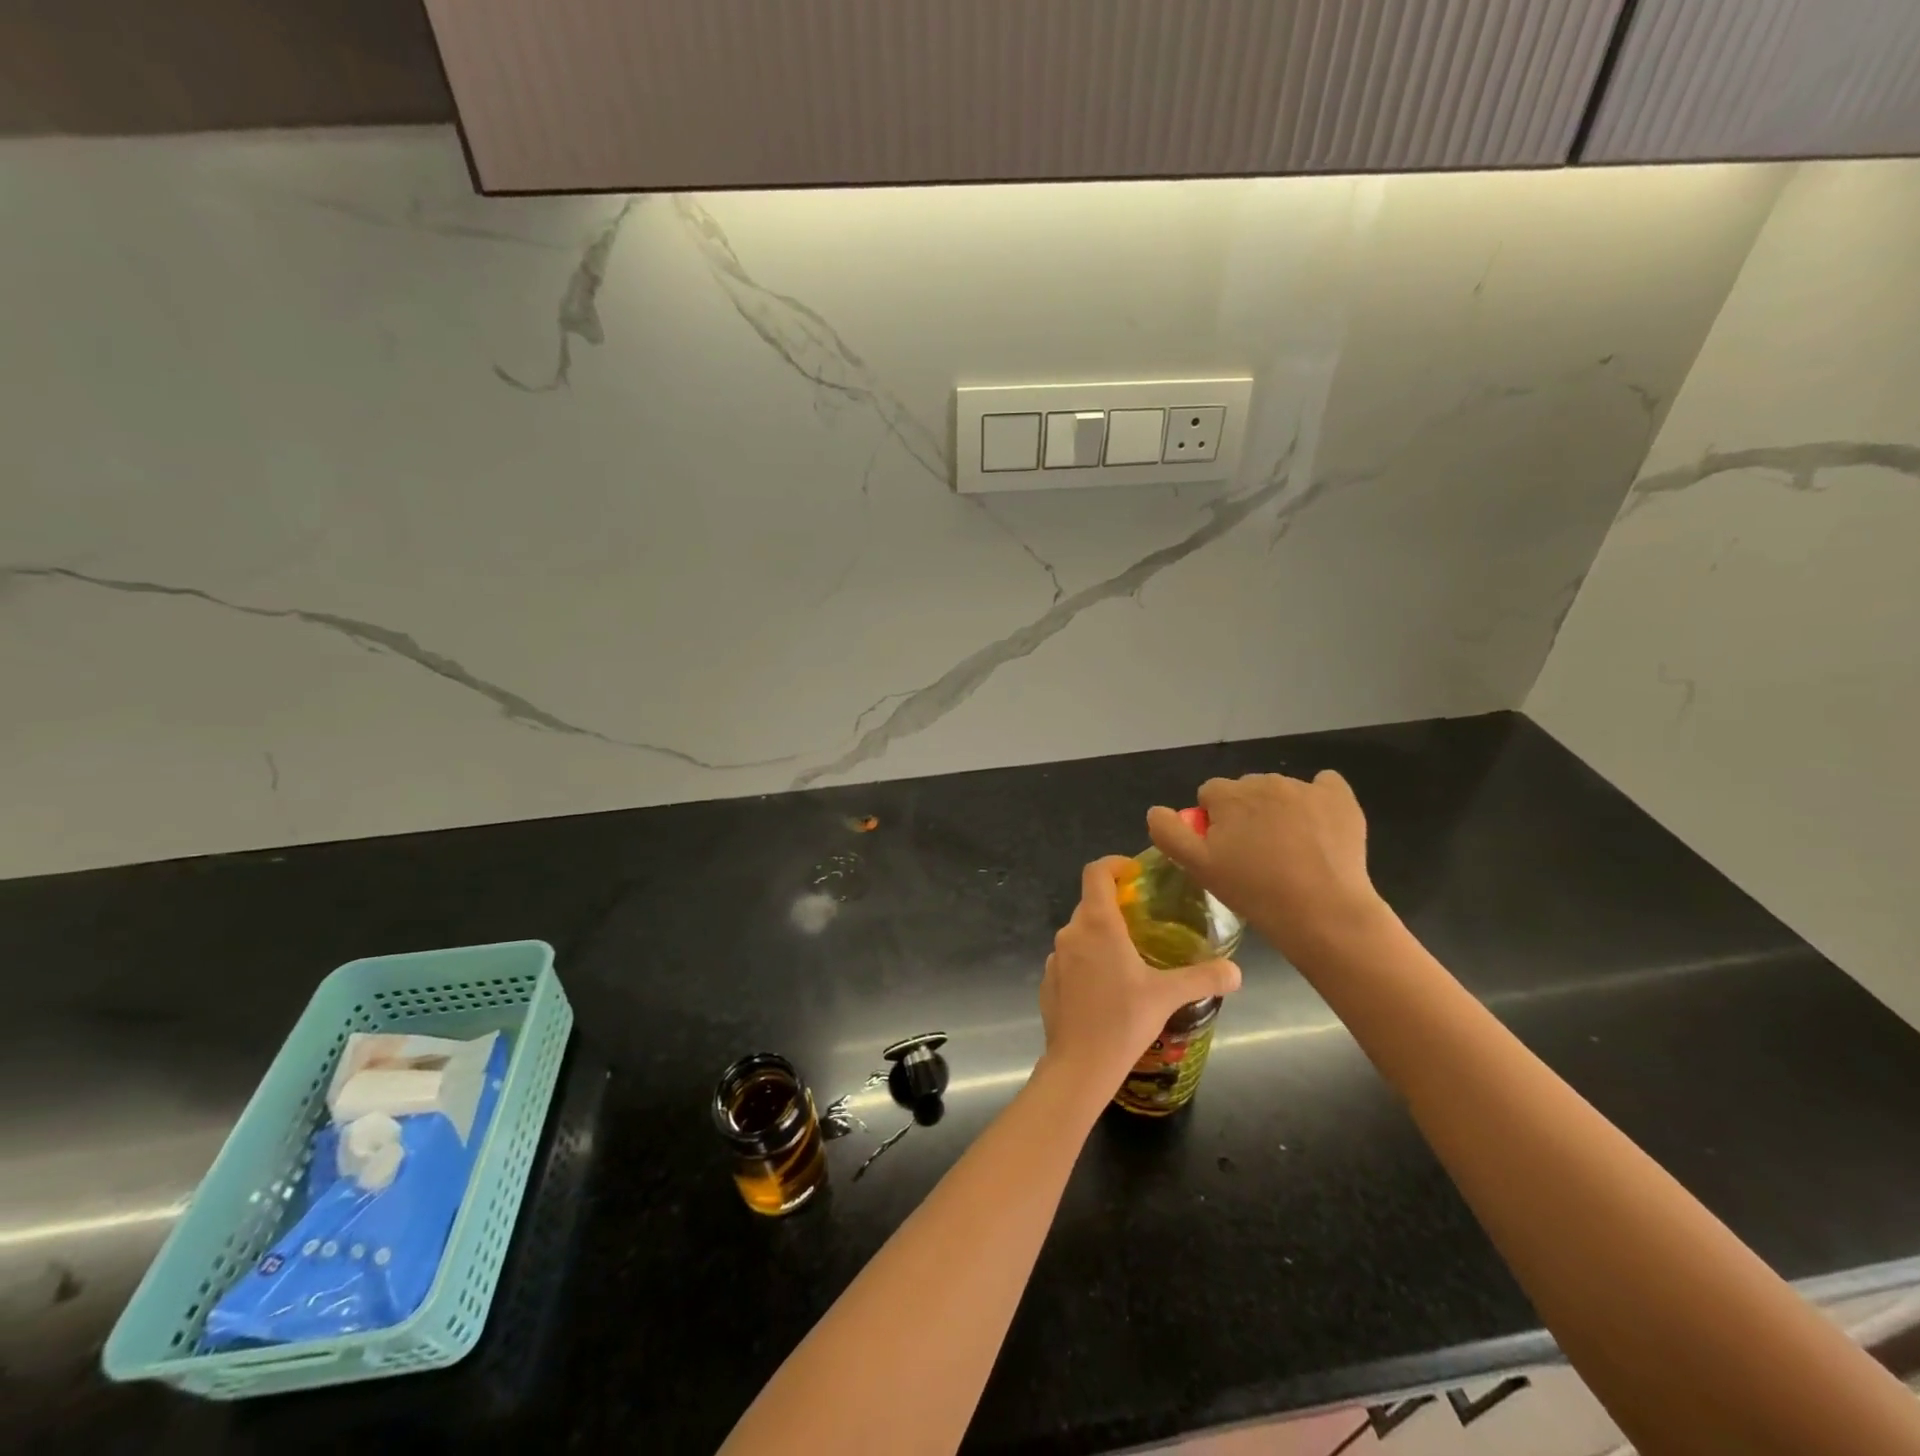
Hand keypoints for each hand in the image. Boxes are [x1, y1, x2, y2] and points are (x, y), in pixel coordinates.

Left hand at [1039, 858, 1240, 1090]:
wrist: (1080, 1064)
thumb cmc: (1123, 1020)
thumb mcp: (1168, 995)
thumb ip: (1204, 978)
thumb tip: (1236, 972)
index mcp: (1097, 924)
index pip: (1096, 872)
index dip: (1114, 865)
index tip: (1135, 874)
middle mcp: (1071, 932)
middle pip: (1090, 903)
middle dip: (1115, 905)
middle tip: (1143, 922)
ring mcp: (1054, 957)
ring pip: (1080, 933)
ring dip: (1101, 936)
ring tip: (1130, 957)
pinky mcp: (1048, 980)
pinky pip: (1070, 959)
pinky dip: (1087, 961)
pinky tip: (1107, 988)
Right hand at [1146, 772, 1386, 961]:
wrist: (1324, 912)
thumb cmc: (1255, 892)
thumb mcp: (1198, 868)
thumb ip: (1169, 833)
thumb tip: (1156, 811)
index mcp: (1228, 795)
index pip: (1209, 795)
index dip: (1213, 822)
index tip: (1225, 851)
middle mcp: (1265, 782)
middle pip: (1245, 790)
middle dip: (1245, 814)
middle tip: (1255, 855)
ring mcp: (1305, 788)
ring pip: (1280, 792)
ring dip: (1278, 811)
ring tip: (1290, 852)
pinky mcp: (1340, 799)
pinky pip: (1324, 785)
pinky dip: (1317, 800)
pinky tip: (1318, 827)